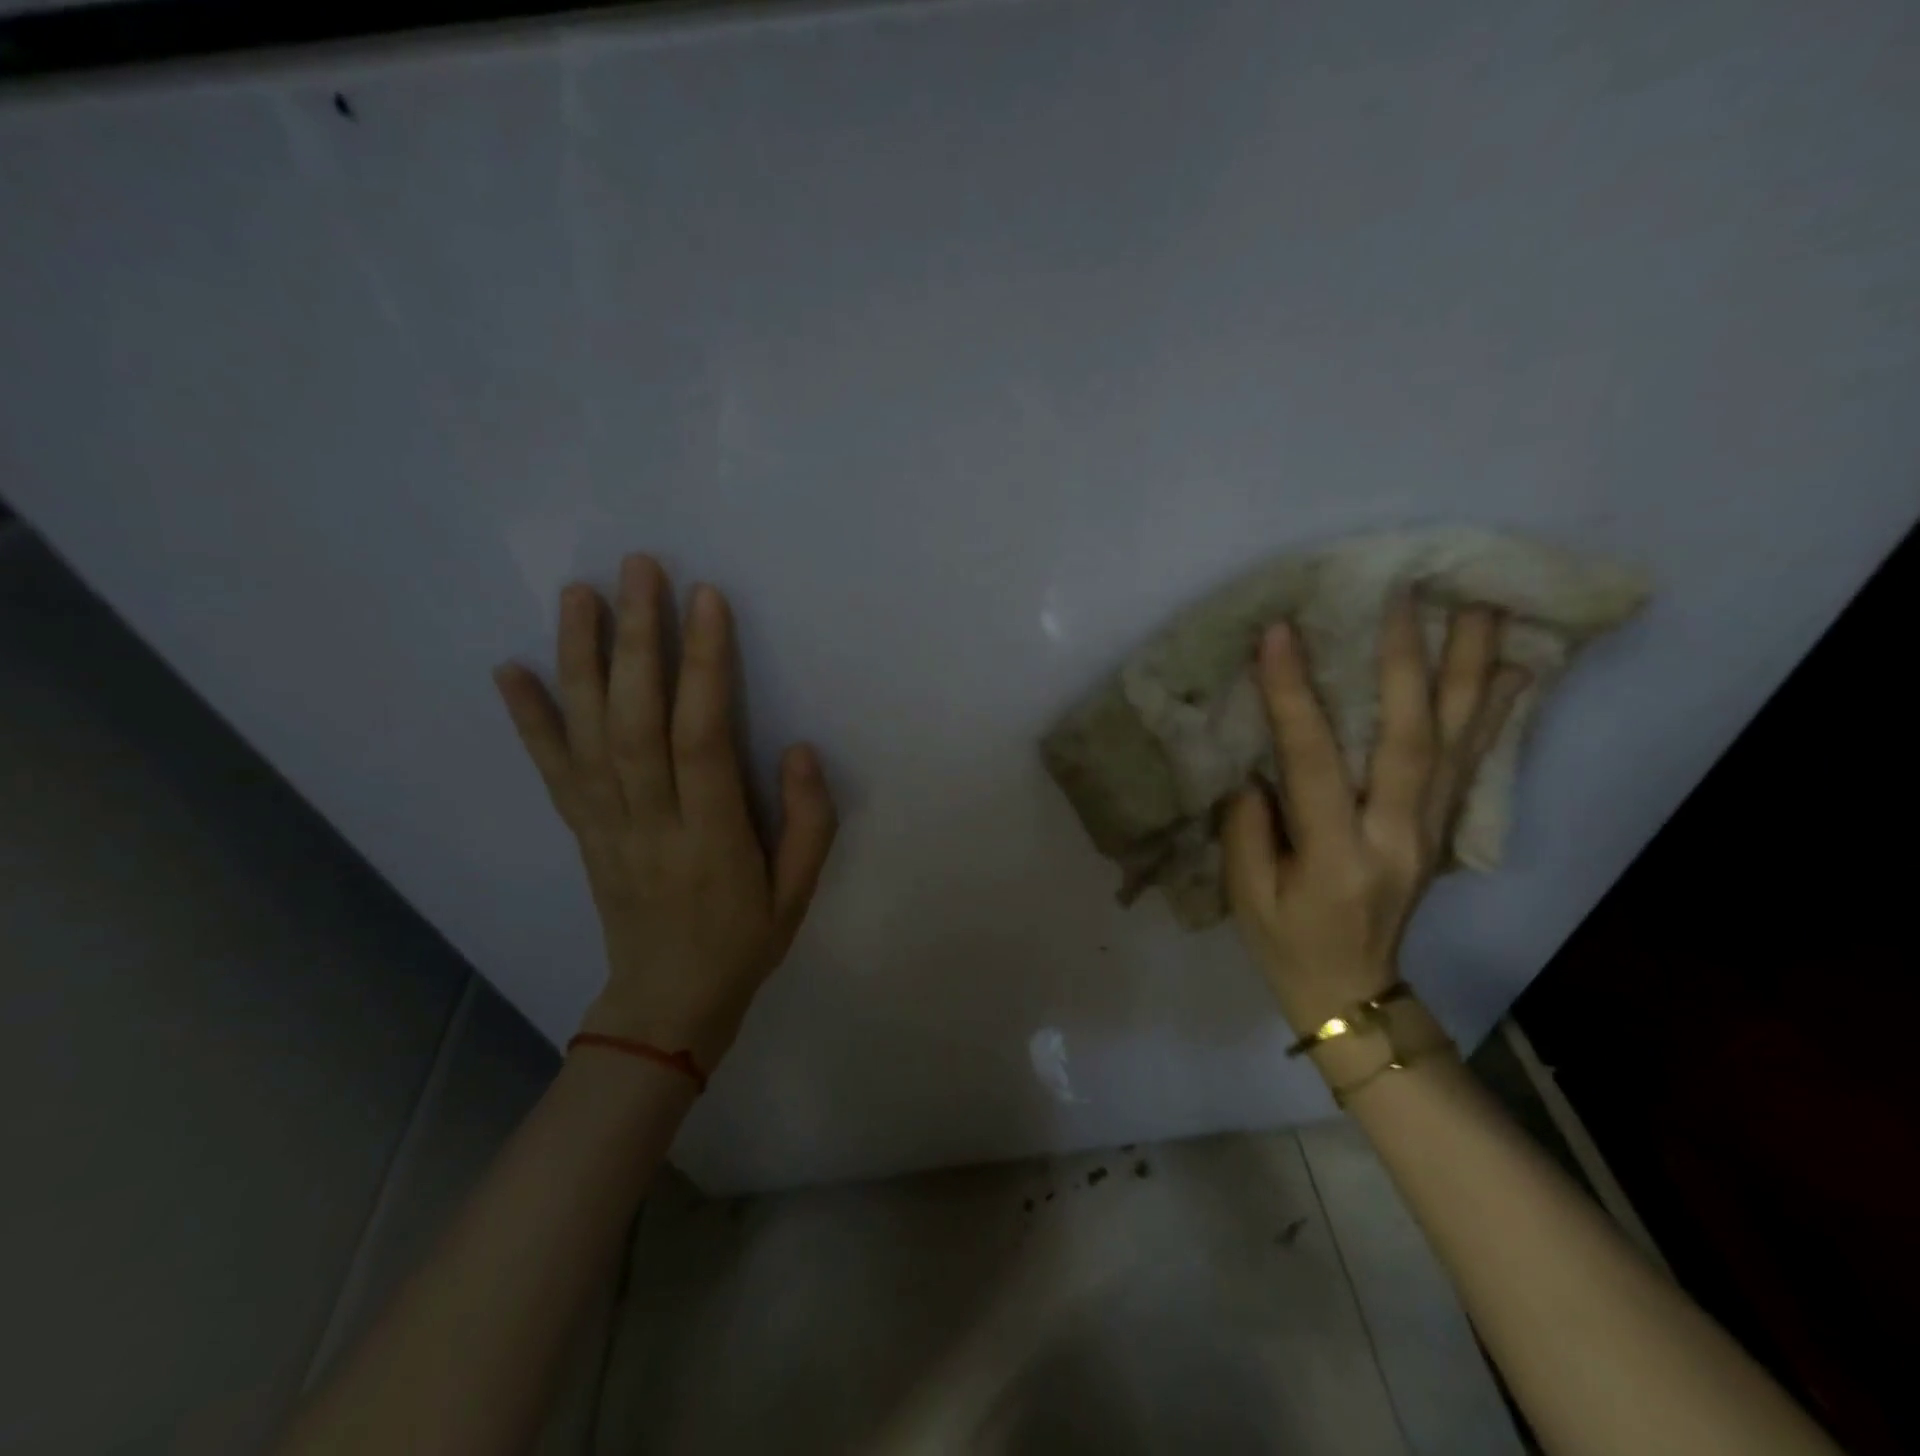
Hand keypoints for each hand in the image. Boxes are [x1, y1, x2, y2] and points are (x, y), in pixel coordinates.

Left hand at [492, 554, 836, 1072]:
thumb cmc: (744, 942)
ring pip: (587, 734)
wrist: (666, 1003)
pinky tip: (508, 669)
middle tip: (638, 568)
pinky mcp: (582, 831)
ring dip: (579, 659)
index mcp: (712, 838)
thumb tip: (798, 747)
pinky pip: (550, 771)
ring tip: (579, 593)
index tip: (706, 599)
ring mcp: (605, 826)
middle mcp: (649, 823)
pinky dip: (528, 719)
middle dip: (637, 639)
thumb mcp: (800, 893)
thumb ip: (809, 821)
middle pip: (635, 721)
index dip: (704, 665)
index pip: (701, 738)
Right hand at [1222, 599, 1527, 1036]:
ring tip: (1479, 608)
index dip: (1294, 696)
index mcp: (1336, 856)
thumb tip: (1262, 768)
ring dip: (1467, 671)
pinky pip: (1471, 764)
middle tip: (1404, 597)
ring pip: (1454, 742)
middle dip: (1405, 663)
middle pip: (1409, 739)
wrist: (1352, 994)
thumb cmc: (1287, 944)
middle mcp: (1396, 836)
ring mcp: (1429, 832)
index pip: (1314, 761)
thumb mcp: (1246, 895)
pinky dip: (1493, 713)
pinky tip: (1511, 671)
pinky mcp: (1441, 831)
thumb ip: (1248, 826)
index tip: (1280, 634)